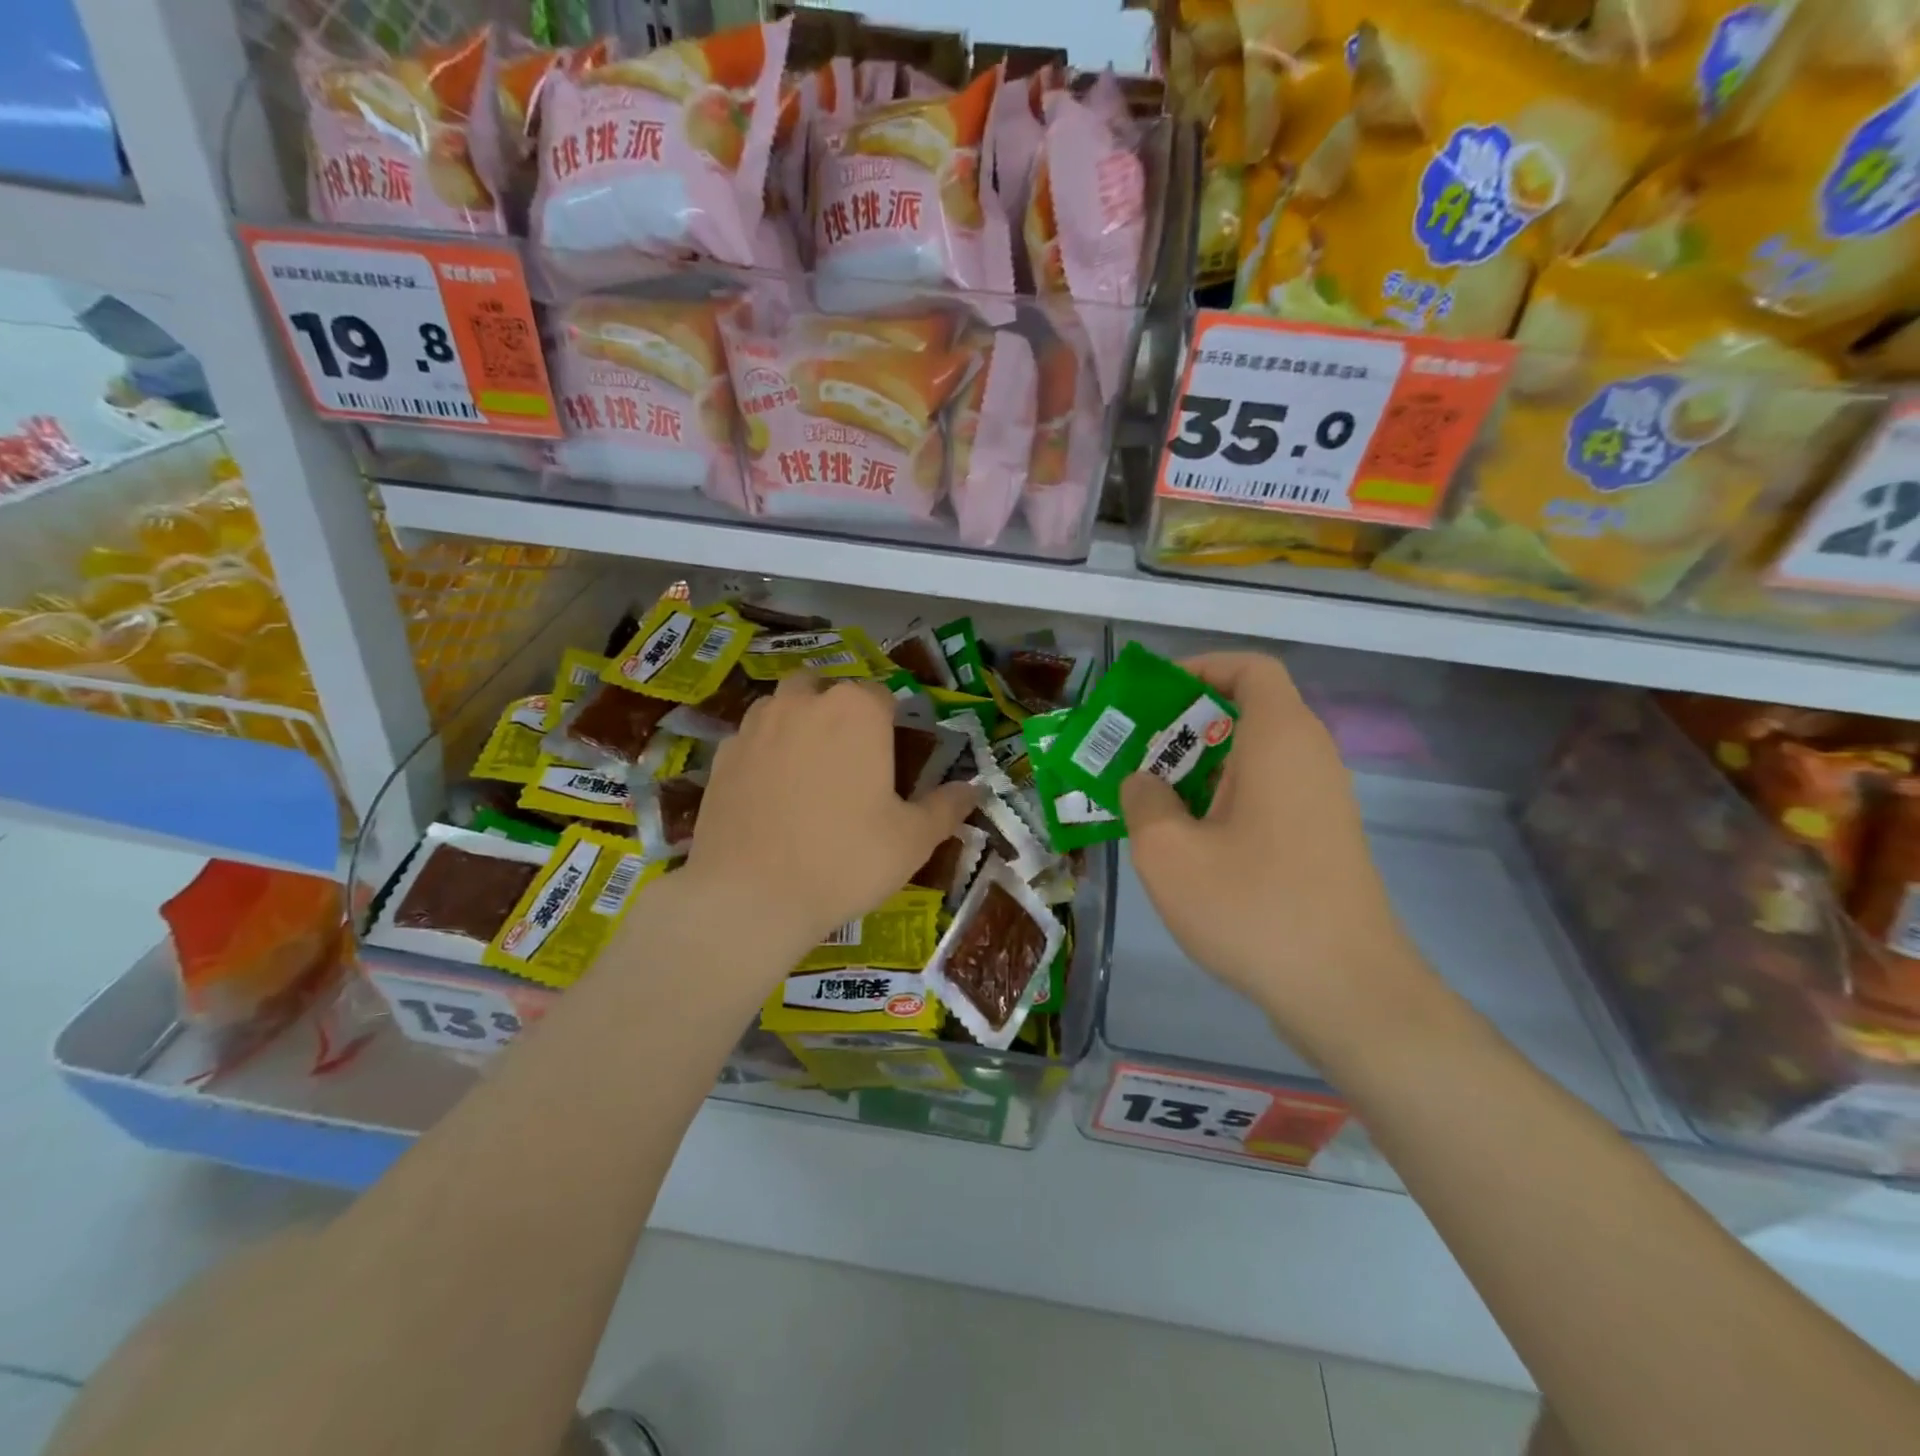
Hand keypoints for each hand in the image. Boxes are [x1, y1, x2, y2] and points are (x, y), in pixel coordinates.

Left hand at [684, 673, 974, 956]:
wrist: (750, 895)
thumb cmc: (845, 859)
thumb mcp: (912, 839)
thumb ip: (947, 807)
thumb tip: (974, 790)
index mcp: (857, 710)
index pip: (882, 696)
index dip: (891, 724)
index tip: (891, 760)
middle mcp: (804, 702)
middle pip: (828, 689)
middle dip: (840, 712)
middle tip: (850, 762)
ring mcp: (756, 724)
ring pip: (784, 706)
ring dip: (799, 723)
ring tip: (808, 772)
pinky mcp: (722, 754)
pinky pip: (751, 739)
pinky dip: (765, 753)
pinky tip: (770, 793)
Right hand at [1120, 652, 1429, 1060]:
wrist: (1346, 991)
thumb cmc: (1253, 906)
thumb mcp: (1168, 852)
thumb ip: (1143, 800)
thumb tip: (1144, 784)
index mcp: (1280, 741)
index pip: (1251, 669)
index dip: (1201, 668)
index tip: (1155, 698)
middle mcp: (1310, 758)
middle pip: (1249, 712)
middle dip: (1186, 725)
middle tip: (1136, 754)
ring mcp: (1323, 802)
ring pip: (1255, 758)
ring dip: (1200, 767)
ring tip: (1151, 799)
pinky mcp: (1323, 839)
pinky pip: (1268, 794)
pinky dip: (1224, 799)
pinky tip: (1189, 842)